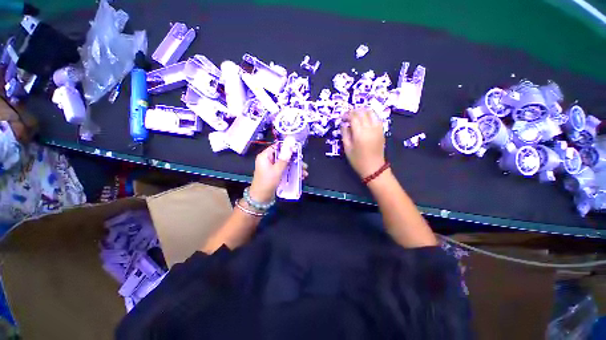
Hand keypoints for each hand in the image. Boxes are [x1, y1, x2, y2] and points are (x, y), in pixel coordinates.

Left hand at [249, 144, 308, 202]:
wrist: (261, 198)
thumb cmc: (267, 182)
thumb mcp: (276, 170)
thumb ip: (284, 159)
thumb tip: (290, 147)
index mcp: (265, 156)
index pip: (277, 147)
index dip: (287, 147)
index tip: (297, 149)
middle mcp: (268, 160)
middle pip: (283, 156)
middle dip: (294, 160)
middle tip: (303, 164)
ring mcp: (272, 168)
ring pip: (286, 164)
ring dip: (295, 167)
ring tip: (304, 172)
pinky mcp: (275, 174)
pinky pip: (285, 170)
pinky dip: (292, 172)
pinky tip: (300, 176)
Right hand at [341, 108, 385, 178]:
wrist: (373, 168)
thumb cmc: (357, 160)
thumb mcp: (347, 148)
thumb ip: (345, 134)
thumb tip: (344, 124)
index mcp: (360, 133)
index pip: (353, 116)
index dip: (347, 114)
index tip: (342, 118)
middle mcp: (370, 128)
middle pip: (363, 112)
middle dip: (354, 111)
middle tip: (348, 116)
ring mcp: (377, 128)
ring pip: (371, 112)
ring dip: (363, 111)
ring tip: (357, 116)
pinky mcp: (382, 131)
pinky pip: (377, 118)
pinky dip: (370, 115)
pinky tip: (365, 119)